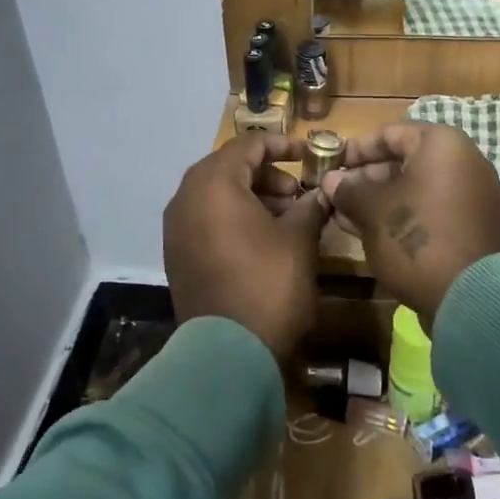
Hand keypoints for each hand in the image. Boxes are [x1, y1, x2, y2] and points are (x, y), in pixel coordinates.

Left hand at [163, 135, 330, 360]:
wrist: (228, 353)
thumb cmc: (268, 283)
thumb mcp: (299, 239)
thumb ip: (311, 205)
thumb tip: (322, 193)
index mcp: (213, 183)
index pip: (249, 145)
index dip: (283, 146)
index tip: (310, 156)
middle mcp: (186, 197)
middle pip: (230, 168)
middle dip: (268, 176)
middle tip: (299, 194)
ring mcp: (176, 228)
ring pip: (217, 195)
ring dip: (253, 198)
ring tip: (288, 219)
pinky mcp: (177, 254)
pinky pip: (207, 220)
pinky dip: (234, 219)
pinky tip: (263, 240)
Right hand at [322, 123, 499, 325]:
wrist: (472, 298)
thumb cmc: (416, 237)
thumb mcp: (372, 210)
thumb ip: (348, 189)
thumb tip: (331, 181)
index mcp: (443, 145)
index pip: (390, 134)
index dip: (355, 149)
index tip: (329, 164)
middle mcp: (464, 163)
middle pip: (404, 161)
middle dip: (365, 178)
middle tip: (334, 193)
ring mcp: (472, 197)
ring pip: (416, 190)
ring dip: (379, 200)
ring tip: (343, 215)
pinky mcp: (472, 228)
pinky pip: (430, 212)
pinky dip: (402, 217)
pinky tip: (370, 233)